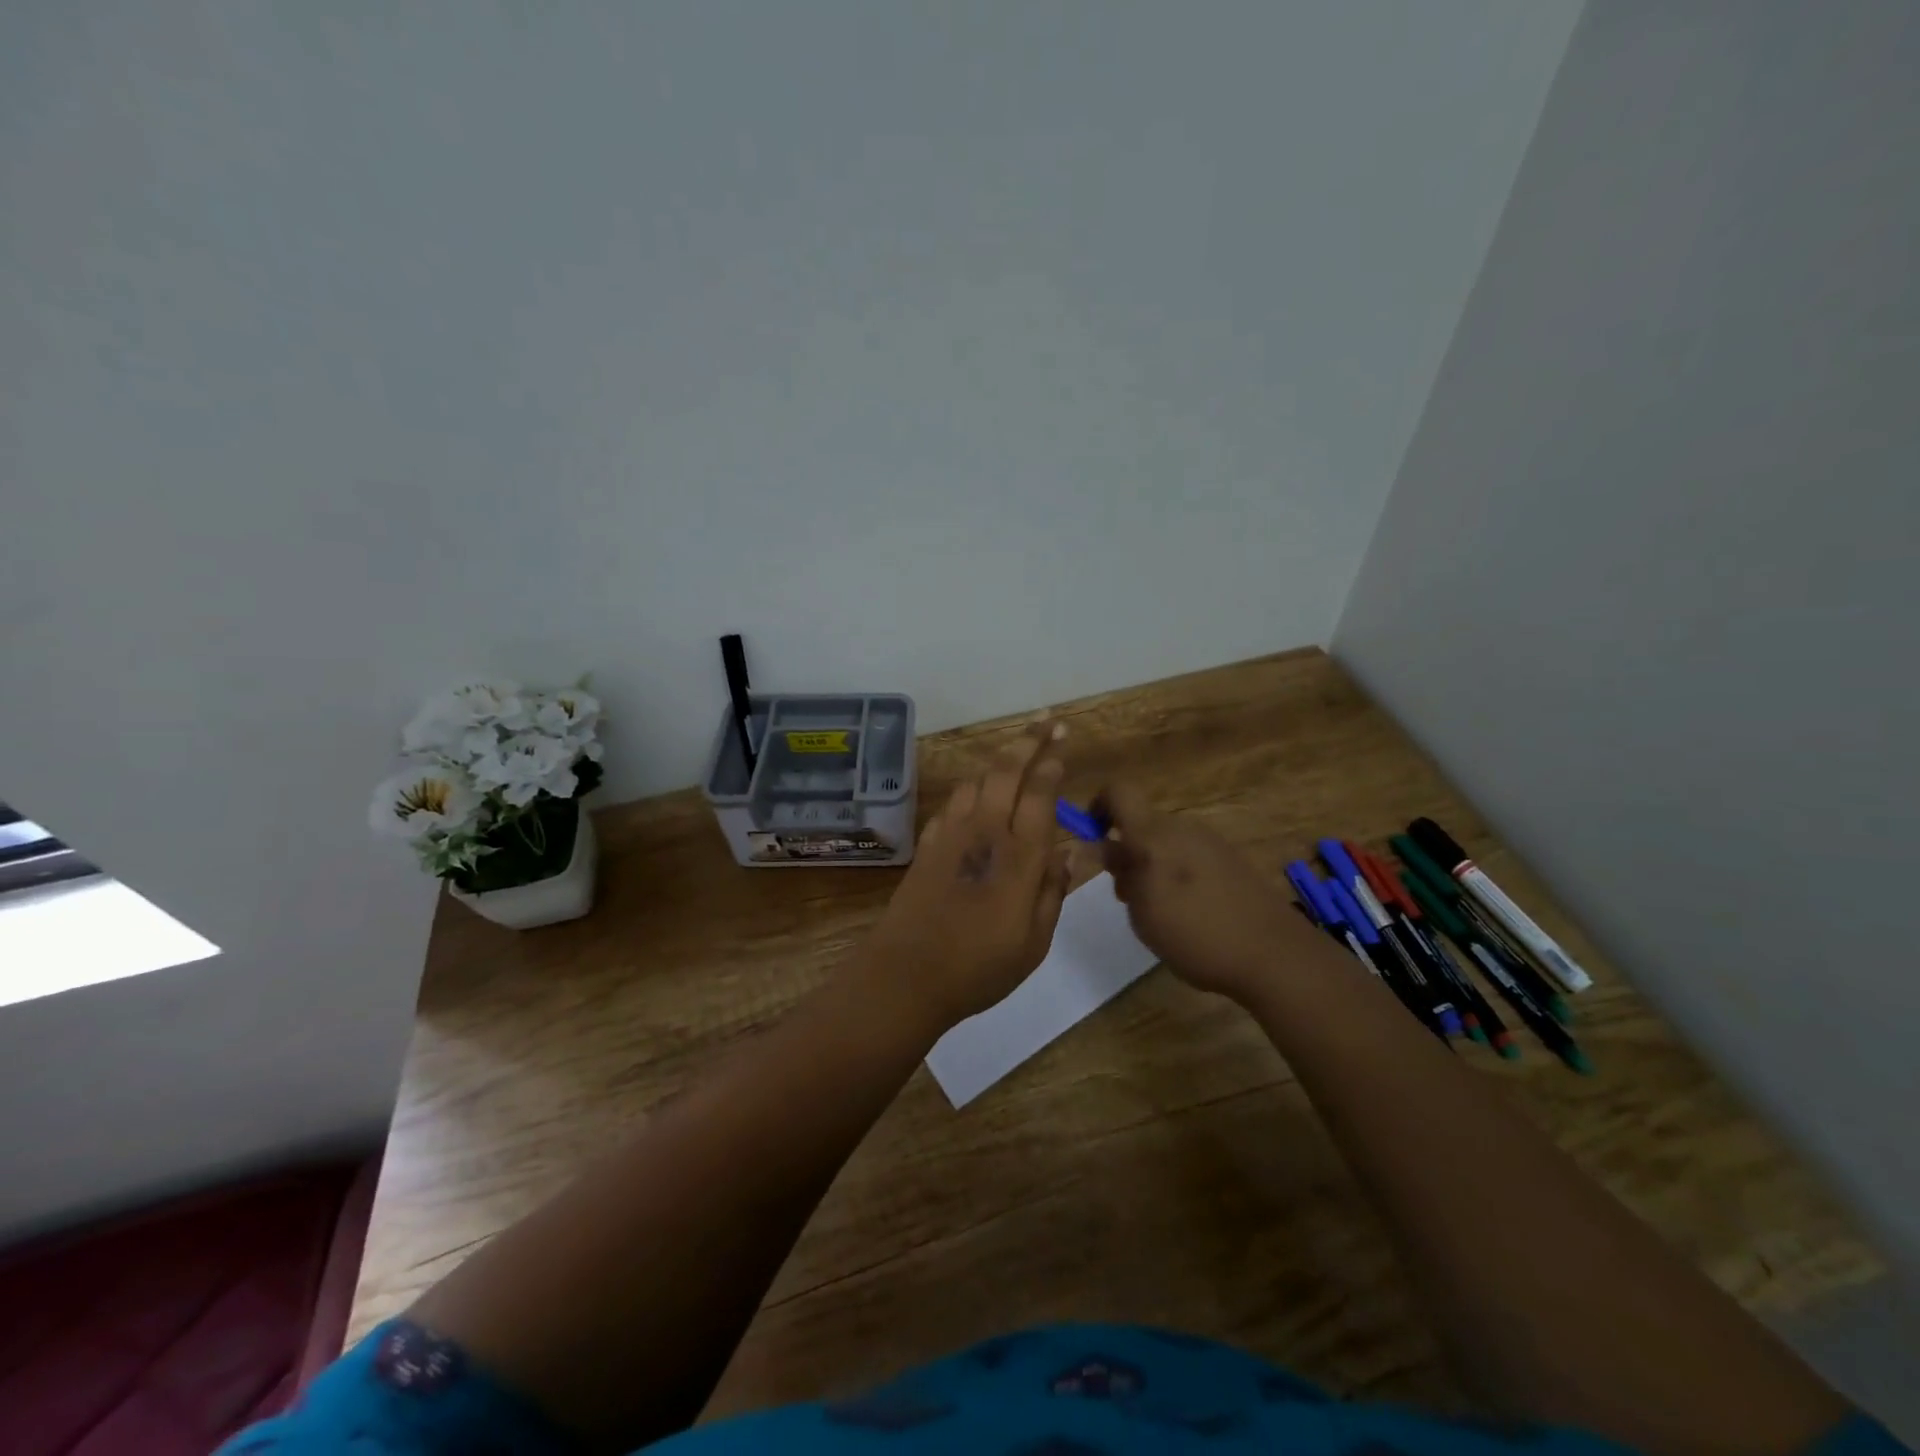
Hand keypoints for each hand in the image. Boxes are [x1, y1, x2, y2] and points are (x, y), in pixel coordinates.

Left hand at [862, 725, 1072, 1031]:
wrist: (906, 975)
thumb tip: (1072, 852)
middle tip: (1048, 720)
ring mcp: (951, 834)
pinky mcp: (926, 844)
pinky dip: (971, 790)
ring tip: (1016, 752)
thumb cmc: (979, 967)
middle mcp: (985, 832)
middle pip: (1007, 770)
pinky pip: (953, 803)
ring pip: (977, 780)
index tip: (1063, 742)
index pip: (1040, 793)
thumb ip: (1054, 891)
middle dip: (1029, 740)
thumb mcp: (1034, 942)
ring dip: (998, 761)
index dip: (1052, 763)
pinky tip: (976, 797)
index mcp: (1019, 855)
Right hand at [1095, 783, 1316, 1002]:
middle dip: (1125, 851)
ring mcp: (1210, 842)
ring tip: (1159, 912)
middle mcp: (1181, 828)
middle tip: (1126, 896)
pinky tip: (1190, 913)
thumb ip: (1120, 874)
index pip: (1117, 791)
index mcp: (1153, 834)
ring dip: (1151, 865)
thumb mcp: (1142, 911)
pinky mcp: (1231, 859)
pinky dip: (1177, 874)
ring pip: (1165, 842)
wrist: (1273, 954)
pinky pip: (1189, 855)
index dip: (1097, 806)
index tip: (1092, 839)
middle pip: (1141, 823)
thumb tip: (1102, 846)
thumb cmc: (1195, 934)